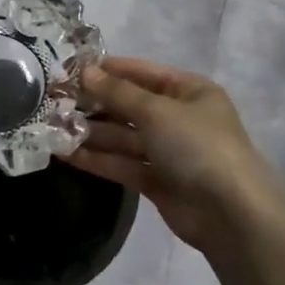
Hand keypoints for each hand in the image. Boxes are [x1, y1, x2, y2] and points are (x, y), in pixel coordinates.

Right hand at [70, 57, 284, 257]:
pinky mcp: (157, 181)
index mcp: (189, 91)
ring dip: (90, 132)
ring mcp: (168, 151)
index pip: (141, 72)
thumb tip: (84, 71)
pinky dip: (97, 158)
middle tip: (53, 102)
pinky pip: (122, 163)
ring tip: (52, 128)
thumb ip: (117, 93)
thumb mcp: (156, 111)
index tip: (68, 69)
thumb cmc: (198, 147)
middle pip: (129, 105)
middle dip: (94, 104)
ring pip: (123, 136)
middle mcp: (179, 117)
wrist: (232, 215)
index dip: (107, 70)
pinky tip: (65, 153)